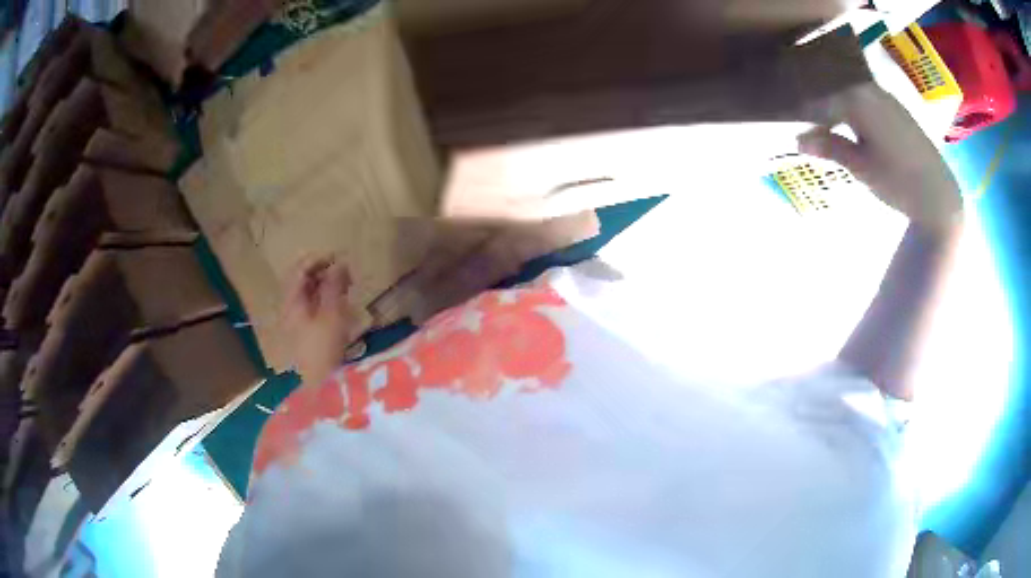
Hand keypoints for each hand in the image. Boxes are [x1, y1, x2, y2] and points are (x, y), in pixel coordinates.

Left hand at [280, 257, 358, 384]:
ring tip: (346, 288)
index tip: (340, 258)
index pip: (300, 269)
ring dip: (325, 285)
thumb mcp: (332, 313)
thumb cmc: (323, 347)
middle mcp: (290, 306)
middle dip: (323, 272)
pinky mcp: (304, 333)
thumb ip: (334, 285)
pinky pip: (313, 307)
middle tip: (346, 273)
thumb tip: (339, 263)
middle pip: (302, 280)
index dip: (318, 259)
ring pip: (308, 293)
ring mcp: (295, 320)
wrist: (317, 385)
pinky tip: (339, 306)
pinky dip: (325, 300)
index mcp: (292, 300)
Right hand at [798, 84, 962, 233]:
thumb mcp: (861, 167)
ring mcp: (887, 98)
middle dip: (821, 108)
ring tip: (831, 132)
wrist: (939, 196)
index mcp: (857, 99)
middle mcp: (871, 90)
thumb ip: (830, 147)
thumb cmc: (898, 182)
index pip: (821, 98)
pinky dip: (856, 113)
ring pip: (853, 96)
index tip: (794, 127)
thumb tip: (797, 139)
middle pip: (836, 92)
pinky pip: (868, 102)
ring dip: (839, 110)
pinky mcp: (898, 111)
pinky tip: (856, 132)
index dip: (805, 113)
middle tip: (810, 129)